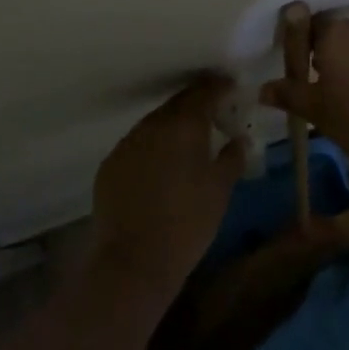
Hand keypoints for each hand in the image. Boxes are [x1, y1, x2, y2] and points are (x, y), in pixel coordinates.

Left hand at [90, 74, 244, 306]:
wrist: (134, 262)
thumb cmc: (188, 223)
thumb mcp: (220, 190)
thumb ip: (232, 157)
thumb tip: (239, 139)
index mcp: (184, 125)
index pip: (203, 91)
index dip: (218, 87)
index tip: (230, 88)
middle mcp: (152, 125)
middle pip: (177, 104)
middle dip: (195, 105)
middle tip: (212, 116)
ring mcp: (127, 143)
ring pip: (154, 124)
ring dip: (171, 127)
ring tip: (185, 143)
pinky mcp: (109, 165)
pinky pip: (136, 145)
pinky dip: (150, 148)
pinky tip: (159, 168)